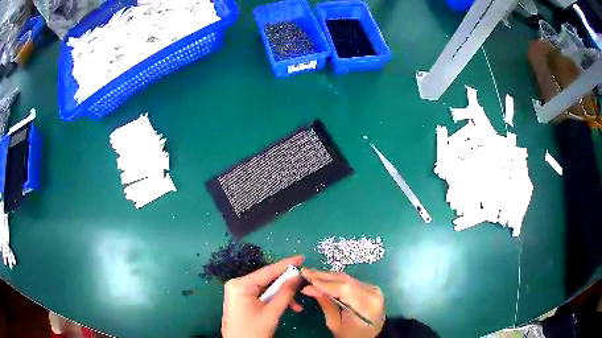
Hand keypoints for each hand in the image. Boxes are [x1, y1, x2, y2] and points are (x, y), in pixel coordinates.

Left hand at [221, 256, 303, 337]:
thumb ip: (285, 292)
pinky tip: (287, 308)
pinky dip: (273, 300)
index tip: (302, 257)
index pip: (268, 270)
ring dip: (282, 296)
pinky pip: (261, 295)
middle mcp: (237, 284)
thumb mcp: (272, 312)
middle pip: (267, 280)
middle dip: (286, 285)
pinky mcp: (241, 299)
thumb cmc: (254, 330)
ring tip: (297, 307)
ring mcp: (238, 291)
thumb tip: (297, 276)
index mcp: (241, 284)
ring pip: (266, 288)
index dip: (286, 264)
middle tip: (304, 286)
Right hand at [301, 268, 384, 337]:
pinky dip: (337, 280)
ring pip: (348, 278)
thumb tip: (309, 288)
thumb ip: (325, 304)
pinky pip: (351, 281)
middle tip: (305, 272)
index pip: (344, 288)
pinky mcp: (371, 288)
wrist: (368, 337)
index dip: (325, 282)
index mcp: (366, 305)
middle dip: (324, 276)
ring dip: (329, 276)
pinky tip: (324, 278)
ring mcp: (373, 289)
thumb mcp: (335, 324)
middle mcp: (373, 293)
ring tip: (311, 274)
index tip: (307, 278)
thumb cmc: (350, 335)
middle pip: (346, 280)